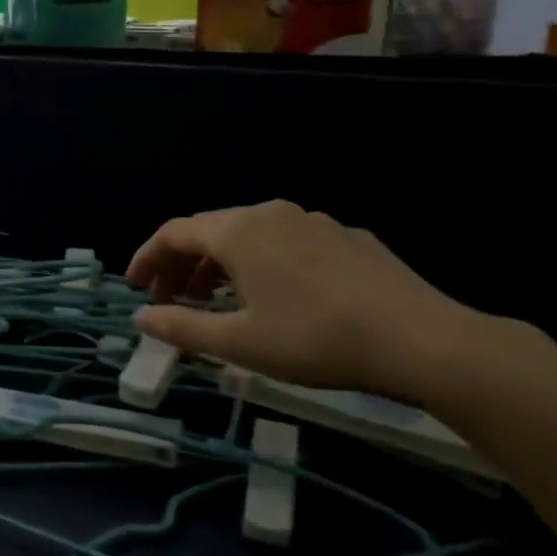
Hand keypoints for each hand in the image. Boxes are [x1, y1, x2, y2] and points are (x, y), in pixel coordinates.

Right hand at [127, 201, 488, 402]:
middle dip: (182, 263)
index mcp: (238, 231)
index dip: (147, 258)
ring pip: (250, 234)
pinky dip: (262, 262)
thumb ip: (181, 326)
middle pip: (210, 230)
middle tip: (171, 299)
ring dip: (221, 264)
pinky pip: (287, 242)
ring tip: (217, 299)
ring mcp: (314, 220)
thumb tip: (140, 317)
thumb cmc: (315, 340)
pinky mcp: (347, 237)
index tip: (134, 287)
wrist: (422, 339)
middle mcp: (271, 213)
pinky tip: (276, 295)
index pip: (174, 232)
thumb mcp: (239, 342)